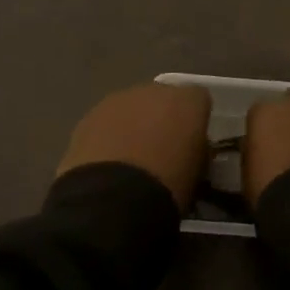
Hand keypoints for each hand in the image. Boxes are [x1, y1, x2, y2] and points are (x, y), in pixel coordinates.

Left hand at [56, 82, 212, 207]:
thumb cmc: (168, 186)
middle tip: (160, 150)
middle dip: (161, 118)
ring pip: (131, 108)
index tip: (191, 143)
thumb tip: (191, 149)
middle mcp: (154, 91)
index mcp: (188, 101)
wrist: (114, 198)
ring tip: (129, 159)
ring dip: (132, 125)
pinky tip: (107, 163)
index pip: (199, 100)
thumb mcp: (198, 172)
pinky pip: (106, 122)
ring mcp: (118, 100)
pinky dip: (108, 136)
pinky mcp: (89, 116)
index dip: (195, 121)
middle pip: (162, 99)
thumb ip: (197, 150)